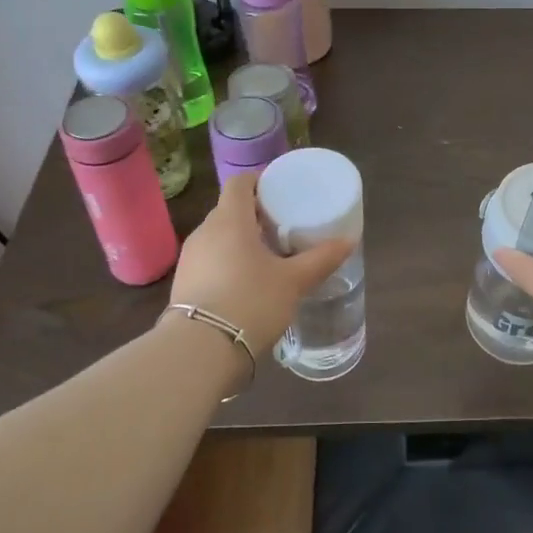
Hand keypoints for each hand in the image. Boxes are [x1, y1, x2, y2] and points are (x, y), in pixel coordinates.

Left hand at [169, 171, 354, 354]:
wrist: (200, 351)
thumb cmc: (251, 302)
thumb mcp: (294, 281)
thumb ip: (321, 259)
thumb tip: (349, 241)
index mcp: (230, 220)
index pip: (239, 183)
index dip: (259, 180)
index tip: (280, 190)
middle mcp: (205, 232)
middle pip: (229, 209)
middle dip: (254, 213)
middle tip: (282, 225)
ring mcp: (190, 258)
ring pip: (218, 236)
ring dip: (241, 239)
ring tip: (268, 255)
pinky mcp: (183, 284)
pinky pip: (210, 260)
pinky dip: (228, 261)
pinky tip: (247, 282)